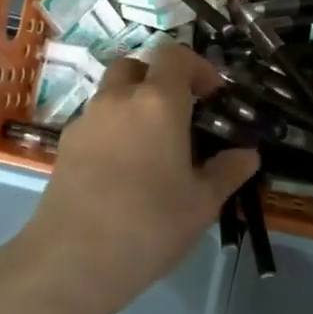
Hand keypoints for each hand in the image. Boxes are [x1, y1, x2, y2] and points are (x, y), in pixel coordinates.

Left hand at [13, 45, 259, 313]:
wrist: (74, 258)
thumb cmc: (150, 224)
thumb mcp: (202, 203)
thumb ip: (227, 172)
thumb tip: (248, 155)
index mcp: (157, 102)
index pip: (174, 55)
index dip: (197, 66)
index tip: (212, 95)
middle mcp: (117, 99)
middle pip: (136, 66)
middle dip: (158, 79)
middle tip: (178, 113)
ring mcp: (85, 120)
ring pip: (111, 94)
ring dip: (132, 104)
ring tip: (151, 146)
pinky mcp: (64, 145)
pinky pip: (94, 122)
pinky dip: (111, 130)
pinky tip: (121, 169)